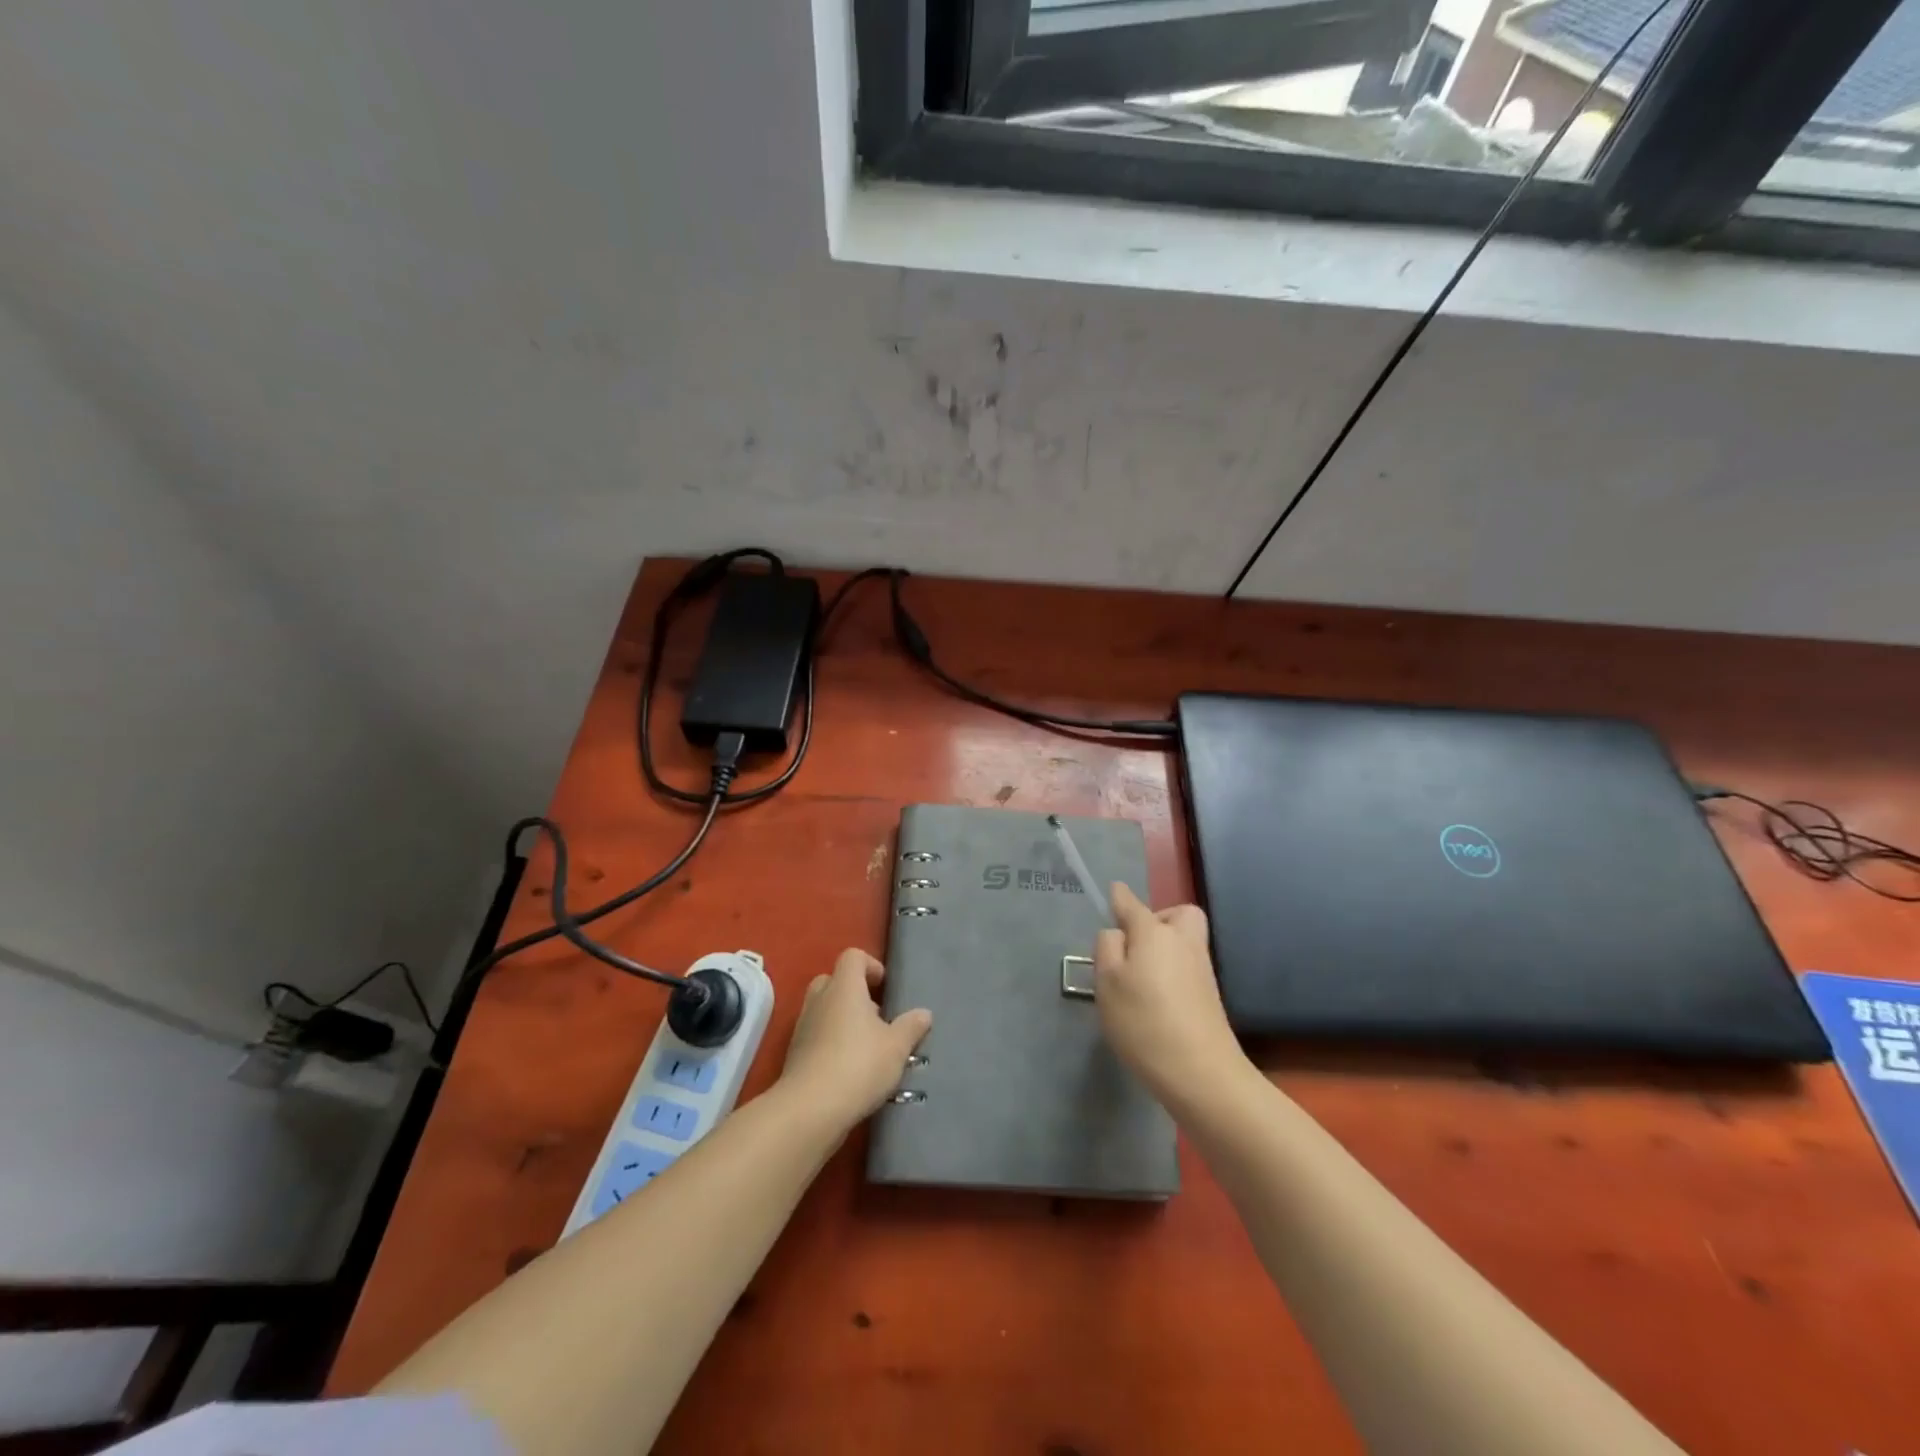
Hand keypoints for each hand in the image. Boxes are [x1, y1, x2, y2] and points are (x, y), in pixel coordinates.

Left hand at [779, 949, 931, 1130]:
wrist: (810, 1110)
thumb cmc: (858, 1065)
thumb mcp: (896, 1047)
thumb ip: (911, 1027)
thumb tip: (924, 1013)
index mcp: (844, 987)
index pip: (853, 957)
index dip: (870, 965)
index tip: (885, 987)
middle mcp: (820, 1000)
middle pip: (833, 980)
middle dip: (853, 993)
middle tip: (875, 1016)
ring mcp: (803, 1027)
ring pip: (823, 1009)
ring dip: (842, 1019)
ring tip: (866, 1046)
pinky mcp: (795, 1054)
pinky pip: (815, 1035)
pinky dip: (830, 1043)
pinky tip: (849, 1068)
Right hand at [1094, 882, 1248, 1106]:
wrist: (1201, 1072)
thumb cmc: (1144, 1021)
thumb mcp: (1108, 982)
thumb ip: (1107, 948)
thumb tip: (1117, 934)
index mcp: (1153, 932)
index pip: (1132, 904)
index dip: (1119, 897)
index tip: (1113, 892)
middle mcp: (1182, 941)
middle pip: (1177, 914)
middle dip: (1158, 919)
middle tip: (1135, 944)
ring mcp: (1201, 968)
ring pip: (1184, 940)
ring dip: (1165, 946)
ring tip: (1139, 977)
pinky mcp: (1210, 995)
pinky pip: (1187, 965)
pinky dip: (1173, 970)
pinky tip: (1156, 999)